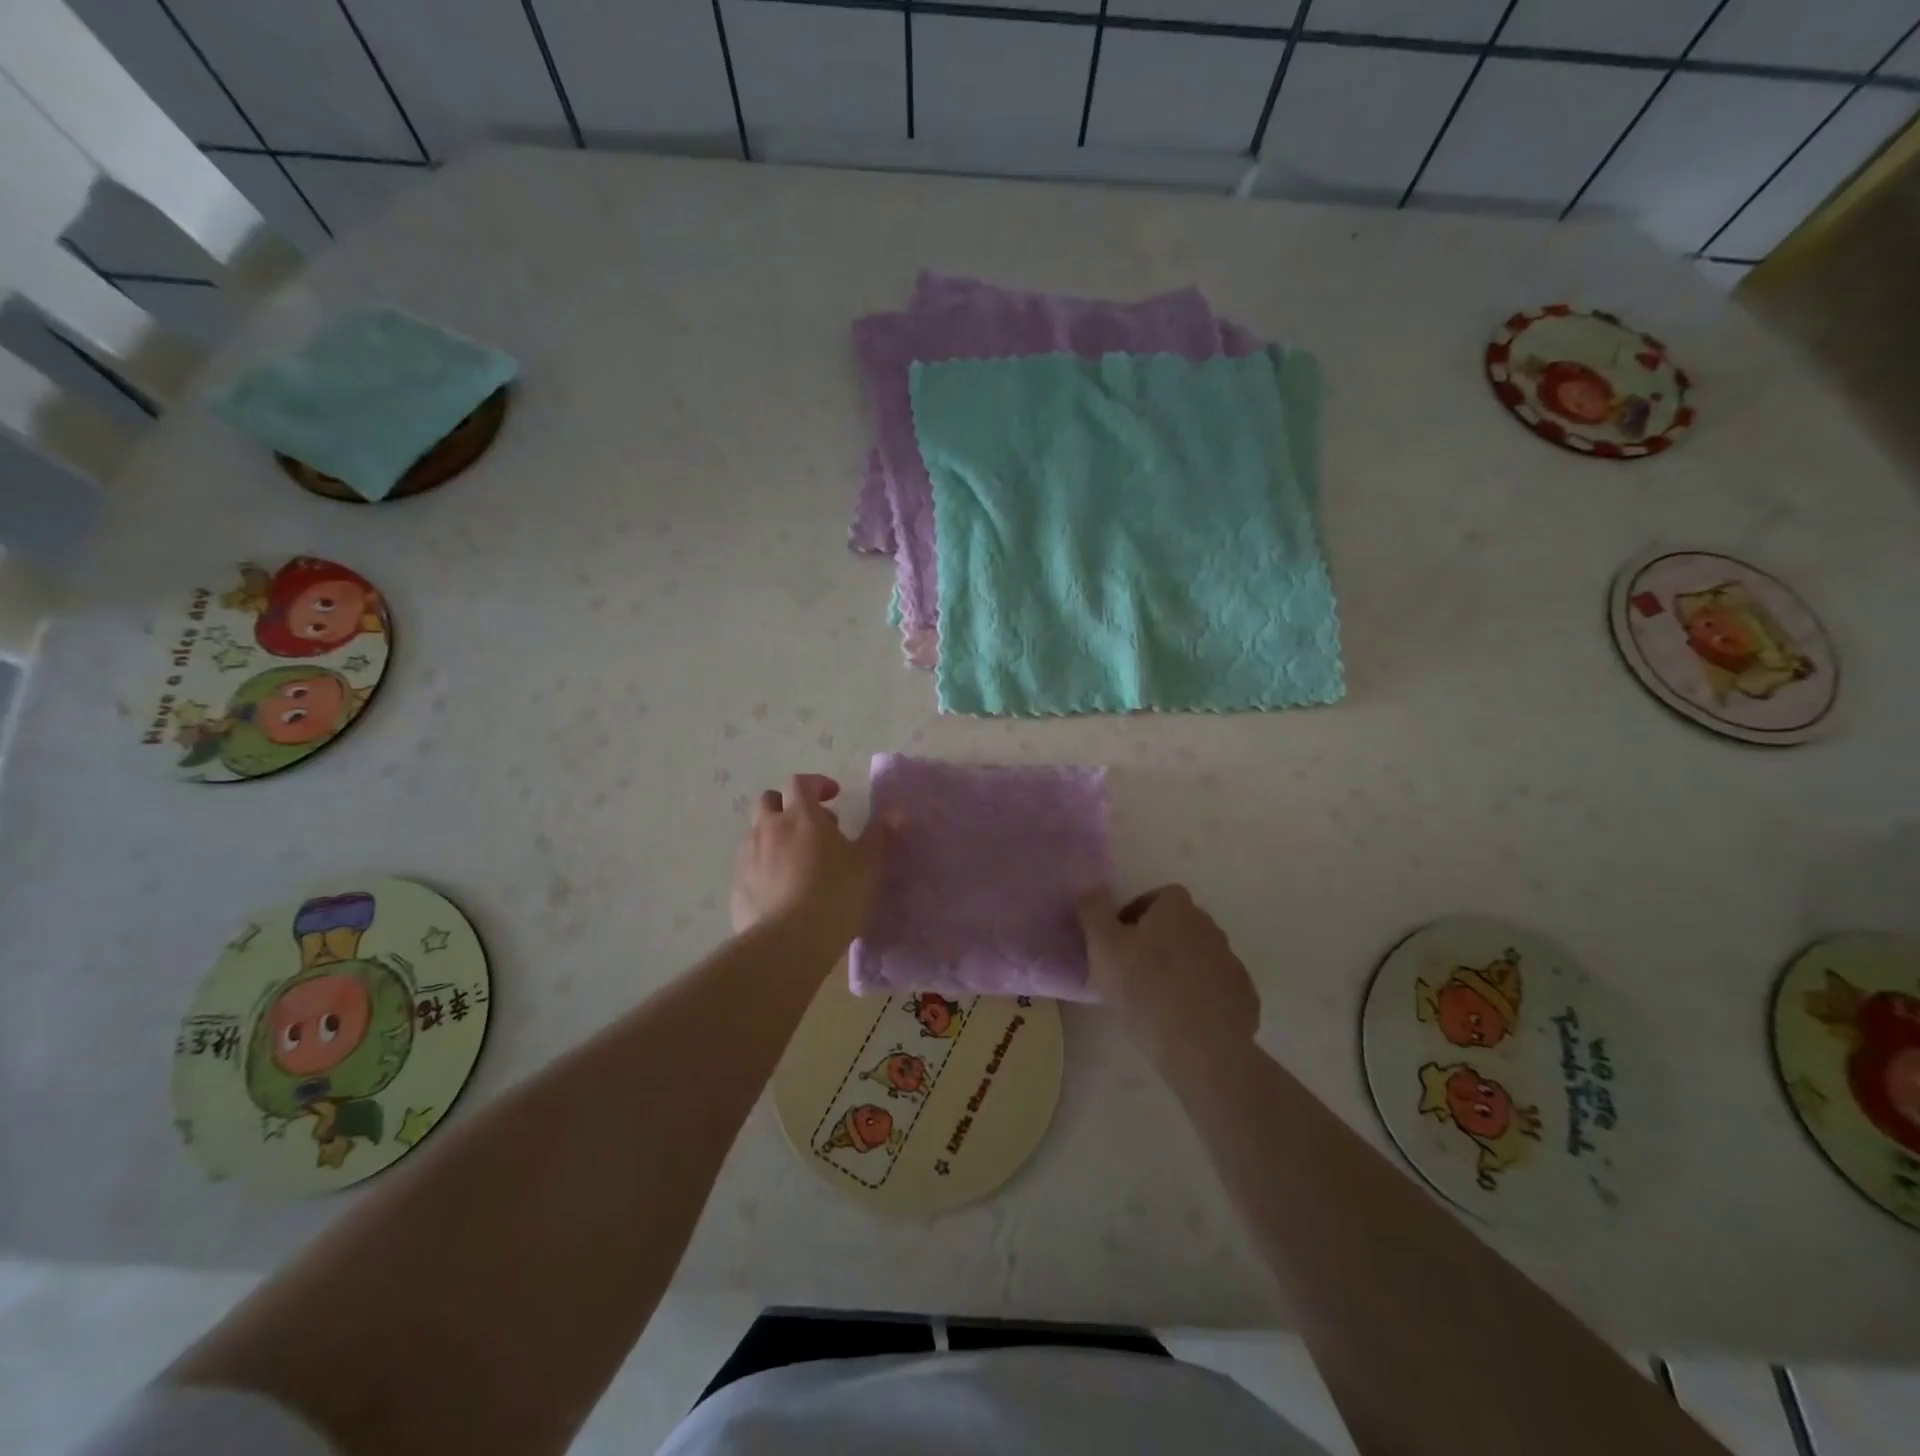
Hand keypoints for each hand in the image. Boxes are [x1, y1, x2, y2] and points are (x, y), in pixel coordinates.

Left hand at [731, 774, 889, 947]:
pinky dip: (764, 866)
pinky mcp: (737, 887)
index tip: (834, 795)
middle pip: (769, 801)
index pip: (800, 783)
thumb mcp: (869, 864)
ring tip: (797, 859)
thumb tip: (895, 813)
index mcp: (801, 816)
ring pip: (757, 833)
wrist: (788, 942)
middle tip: (812, 825)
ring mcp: (748, 857)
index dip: (816, 784)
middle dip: (788, 805)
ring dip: (775, 835)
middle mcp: (768, 828)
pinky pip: (750, 865)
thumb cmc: (835, 894)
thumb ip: (880, 835)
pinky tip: (782, 889)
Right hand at [1078, 885, 1258, 1073]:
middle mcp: (1210, 927)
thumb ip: (1092, 910)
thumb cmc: (1145, 990)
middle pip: (1177, 926)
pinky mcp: (1244, 998)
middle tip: (1131, 972)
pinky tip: (1182, 1021)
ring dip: (1178, 970)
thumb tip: (1091, 892)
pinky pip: (1215, 989)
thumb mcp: (1102, 946)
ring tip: (1155, 1001)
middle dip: (1156, 942)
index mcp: (1178, 909)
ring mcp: (1232, 963)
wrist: (1203, 1051)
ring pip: (1197, 958)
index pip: (1156, 897)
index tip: (1117, 943)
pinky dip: (1200, 998)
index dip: (1134, 915)